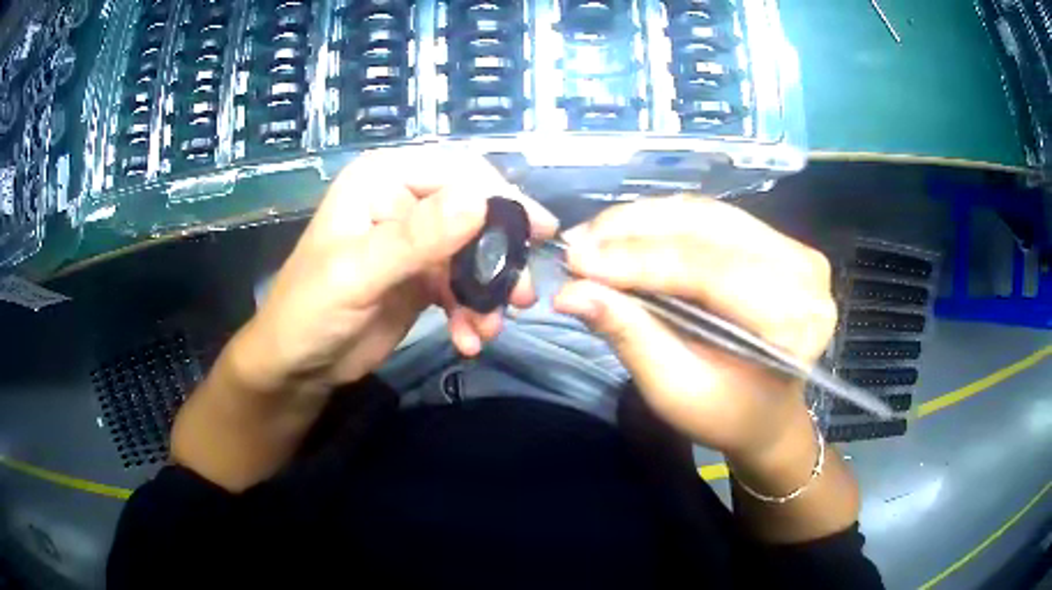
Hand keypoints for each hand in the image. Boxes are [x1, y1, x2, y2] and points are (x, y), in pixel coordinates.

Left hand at [231, 150, 558, 396]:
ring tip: (490, 328)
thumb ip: (415, 238)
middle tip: (522, 293)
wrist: (297, 366)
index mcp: (382, 179)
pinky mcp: (422, 278)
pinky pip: (462, 286)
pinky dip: (471, 313)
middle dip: (499, 255)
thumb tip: (479, 200)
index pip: (456, 170)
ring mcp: (415, 241)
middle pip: (473, 212)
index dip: (499, 197)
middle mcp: (403, 200)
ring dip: (488, 292)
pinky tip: (468, 339)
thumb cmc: (309, 310)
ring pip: (473, 253)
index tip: (536, 232)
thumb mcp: (357, 274)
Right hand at [554, 197, 835, 461]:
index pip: (711, 272)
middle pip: (707, 231)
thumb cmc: (726, 413)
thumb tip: (571, 293)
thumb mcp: (675, 390)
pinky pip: (710, 216)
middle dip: (633, 234)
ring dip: (642, 220)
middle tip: (575, 245)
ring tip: (591, 236)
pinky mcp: (775, 239)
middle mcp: (805, 272)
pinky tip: (623, 230)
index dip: (639, 261)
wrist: (767, 411)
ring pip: (704, 214)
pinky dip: (661, 220)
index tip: (576, 262)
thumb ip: (630, 336)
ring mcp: (793, 248)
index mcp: (794, 322)